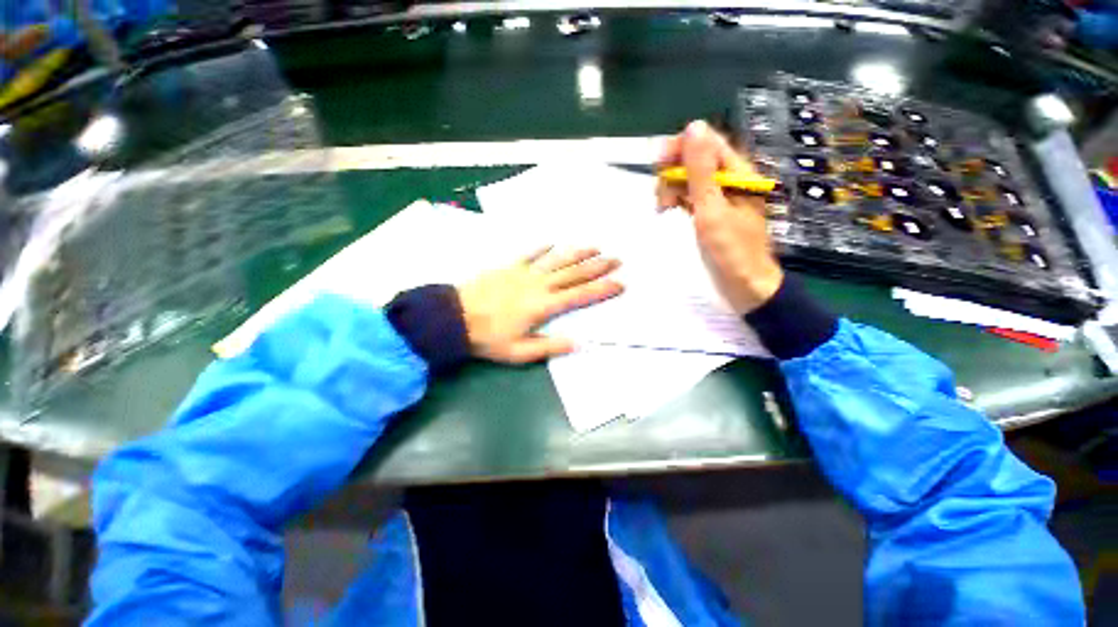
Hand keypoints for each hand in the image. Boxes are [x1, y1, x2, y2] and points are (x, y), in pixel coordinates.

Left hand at [457, 248, 622, 363]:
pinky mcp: (509, 266)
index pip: (579, 295)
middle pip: (573, 273)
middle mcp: (538, 284)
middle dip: (597, 266)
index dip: (601, 289)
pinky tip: (553, 242)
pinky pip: (530, 254)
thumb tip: (578, 344)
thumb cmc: (488, 338)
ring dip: (577, 252)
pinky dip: (543, 248)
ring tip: (595, 246)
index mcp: (543, 305)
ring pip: (556, 259)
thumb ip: (549, 348)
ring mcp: (524, 272)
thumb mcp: (519, 352)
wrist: (455, 317)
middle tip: (617, 259)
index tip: (620, 283)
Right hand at [657, 120, 783, 313]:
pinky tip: (668, 211)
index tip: (658, 162)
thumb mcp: (712, 210)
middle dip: (673, 171)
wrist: (745, 285)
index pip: (708, 142)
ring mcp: (718, 197)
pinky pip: (689, 196)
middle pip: (696, 159)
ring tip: (663, 208)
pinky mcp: (710, 212)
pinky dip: (676, 200)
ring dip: (671, 187)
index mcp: (737, 173)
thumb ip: (701, 171)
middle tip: (662, 196)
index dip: (682, 145)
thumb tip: (694, 127)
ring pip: (689, 178)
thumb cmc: (731, 250)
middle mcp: (728, 180)